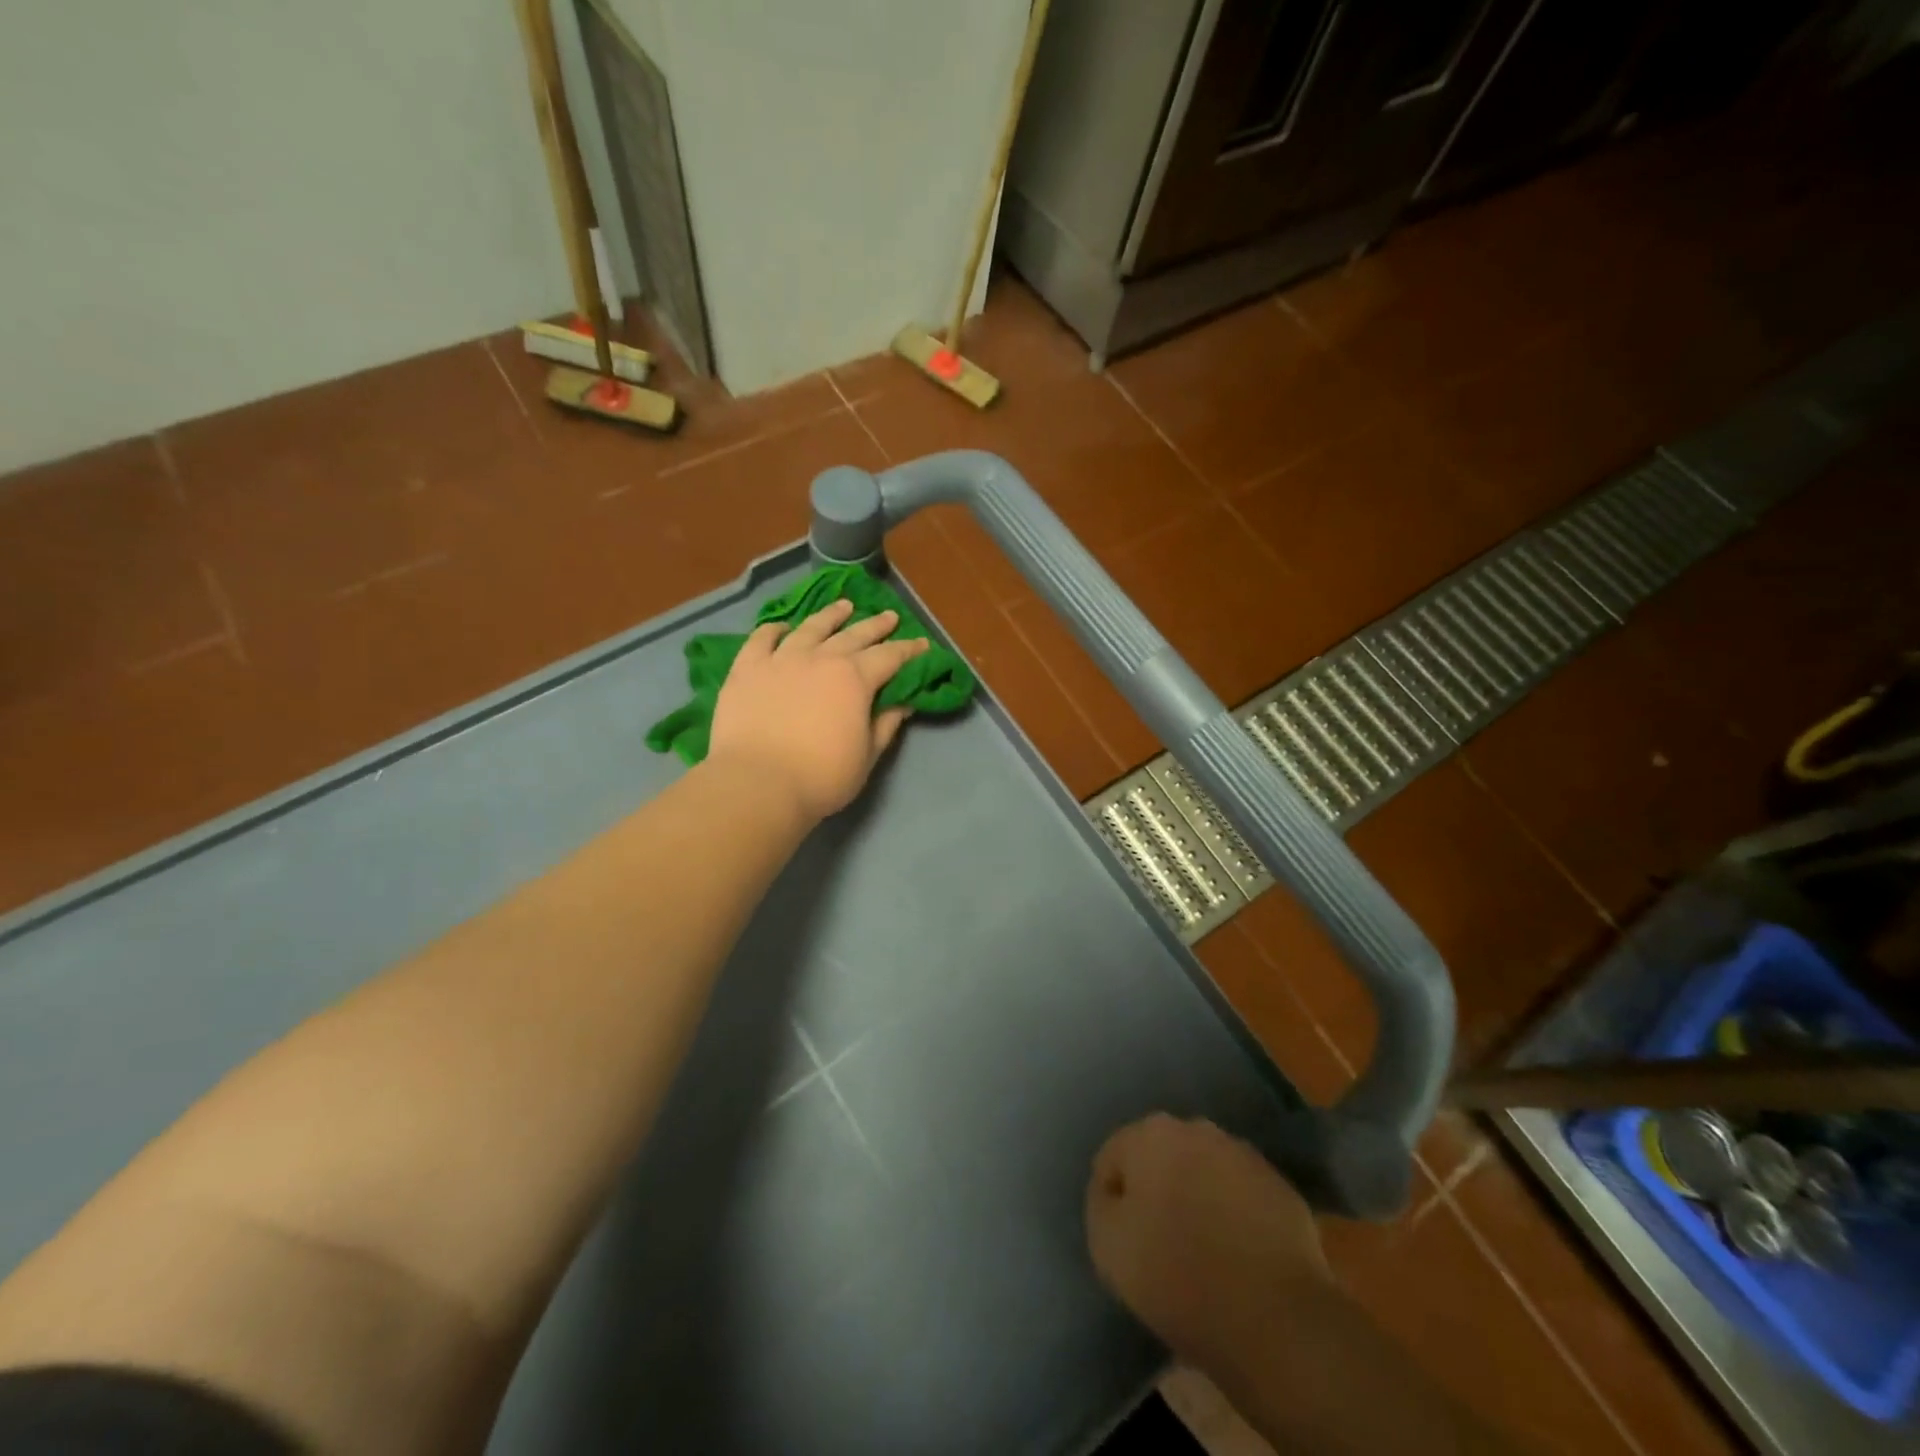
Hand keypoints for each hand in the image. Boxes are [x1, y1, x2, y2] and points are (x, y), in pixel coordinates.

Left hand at [708, 598, 929, 822]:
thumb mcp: (866, 757)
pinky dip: (774, 630)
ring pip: (810, 627)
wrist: (758, 783)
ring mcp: (781, 659)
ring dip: (830, 615)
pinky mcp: (747, 669)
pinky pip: (762, 639)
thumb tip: (903, 703)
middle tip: (889, 616)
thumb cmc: (821, 777)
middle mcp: (821, 658)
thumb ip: (885, 725)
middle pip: (854, 635)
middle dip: (876, 625)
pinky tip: (782, 627)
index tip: (922, 644)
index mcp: (855, 679)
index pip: (889, 657)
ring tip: (843, 606)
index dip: (909, 650)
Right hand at [1085, 1114, 1328, 1368]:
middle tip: (1160, 1243)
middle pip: (1161, 1158)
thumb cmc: (1177, 1276)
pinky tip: (1237, 1256)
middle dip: (1157, 1190)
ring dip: (1197, 1197)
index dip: (1113, 1201)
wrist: (1275, 1318)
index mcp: (1151, 1133)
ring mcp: (1244, 1155)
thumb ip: (1101, 1204)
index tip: (1125, 1242)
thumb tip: (1115, 1192)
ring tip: (1203, 1251)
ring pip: (1204, 1172)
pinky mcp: (1281, 1187)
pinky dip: (1234, 1215)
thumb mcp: (1107, 1245)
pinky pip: (1241, 1196)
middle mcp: (1197, 1129)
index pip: (1114, 1159)